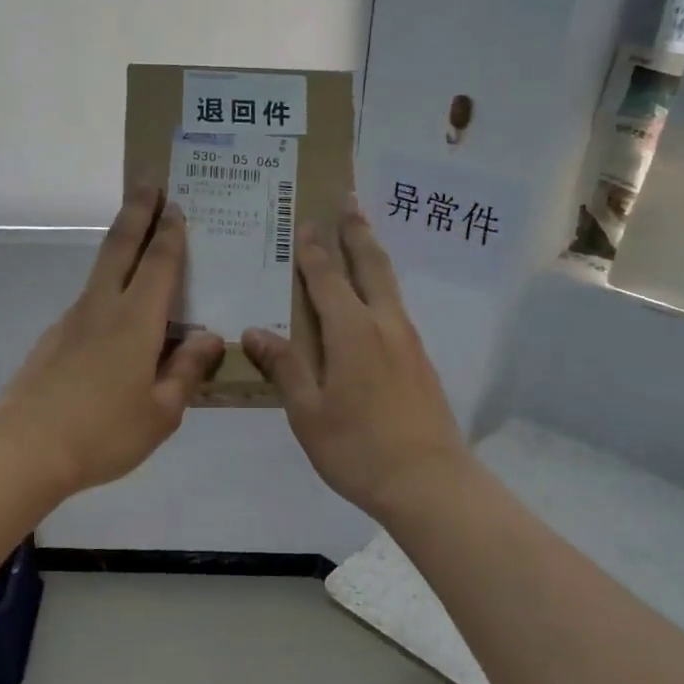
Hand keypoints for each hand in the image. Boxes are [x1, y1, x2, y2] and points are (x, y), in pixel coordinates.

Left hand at [0, 188, 225, 497]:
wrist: (23, 449)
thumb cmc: (103, 433)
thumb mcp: (161, 412)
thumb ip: (186, 371)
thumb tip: (208, 338)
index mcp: (136, 322)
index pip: (159, 264)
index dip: (170, 233)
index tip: (175, 203)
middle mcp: (102, 309)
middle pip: (119, 247)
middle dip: (137, 212)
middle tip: (148, 183)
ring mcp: (71, 322)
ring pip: (100, 272)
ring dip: (119, 246)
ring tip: (137, 241)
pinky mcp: (53, 341)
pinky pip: (89, 304)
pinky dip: (107, 291)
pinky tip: (116, 317)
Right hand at [243, 201, 469, 520]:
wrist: (428, 482)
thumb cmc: (357, 448)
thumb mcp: (308, 412)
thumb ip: (284, 367)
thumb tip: (254, 331)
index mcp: (353, 332)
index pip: (328, 279)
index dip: (313, 251)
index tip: (305, 222)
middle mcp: (385, 326)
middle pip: (371, 267)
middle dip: (357, 233)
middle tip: (349, 201)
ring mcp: (409, 343)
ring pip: (390, 286)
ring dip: (373, 256)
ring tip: (362, 238)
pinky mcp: (421, 363)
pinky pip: (397, 310)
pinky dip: (382, 289)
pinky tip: (375, 303)